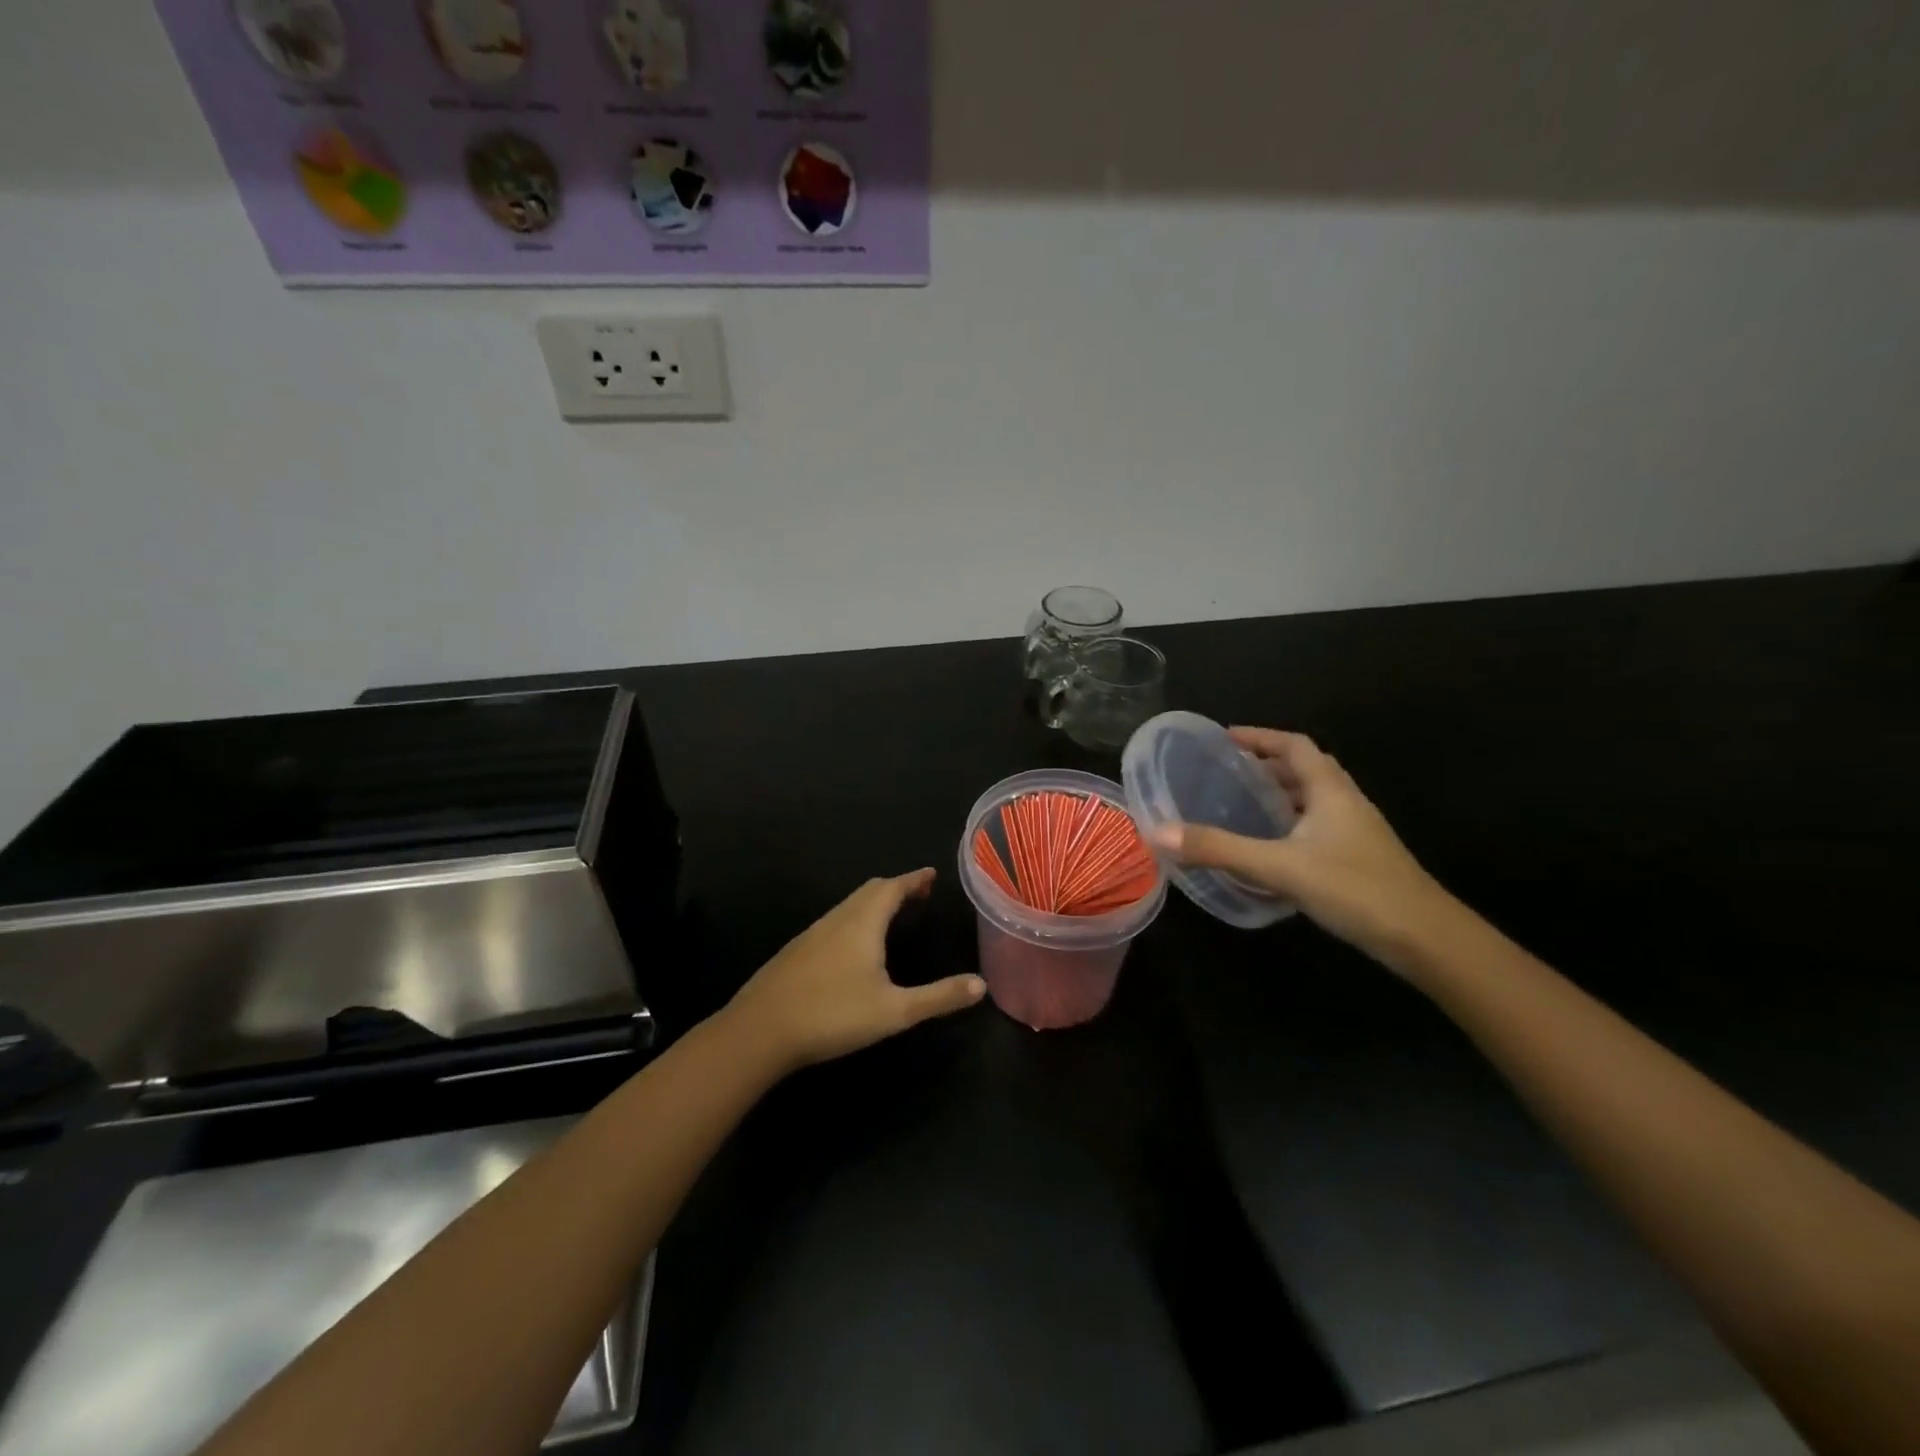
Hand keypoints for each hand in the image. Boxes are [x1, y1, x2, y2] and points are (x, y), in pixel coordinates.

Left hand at [724, 869, 986, 1073]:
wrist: (760, 1031)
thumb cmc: (833, 1014)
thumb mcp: (894, 1011)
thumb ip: (938, 997)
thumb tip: (981, 984)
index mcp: (863, 922)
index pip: (893, 888)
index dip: (914, 880)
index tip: (931, 874)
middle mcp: (838, 919)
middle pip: (870, 891)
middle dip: (897, 888)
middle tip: (918, 893)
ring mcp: (813, 933)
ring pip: (850, 905)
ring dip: (874, 902)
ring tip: (892, 914)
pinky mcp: (797, 951)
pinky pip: (835, 921)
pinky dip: (856, 918)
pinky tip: (855, 945)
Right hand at [1150, 728, 1458, 963]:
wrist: (1426, 939)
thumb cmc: (1354, 889)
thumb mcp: (1279, 866)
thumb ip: (1219, 849)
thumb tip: (1159, 832)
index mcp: (1330, 790)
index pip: (1294, 745)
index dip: (1259, 736)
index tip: (1224, 739)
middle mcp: (1346, 802)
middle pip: (1304, 769)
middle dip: (1265, 765)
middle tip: (1224, 773)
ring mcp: (1357, 832)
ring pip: (1313, 800)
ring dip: (1279, 795)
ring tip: (1239, 805)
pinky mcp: (1358, 860)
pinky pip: (1317, 827)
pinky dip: (1289, 824)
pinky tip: (1270, 848)